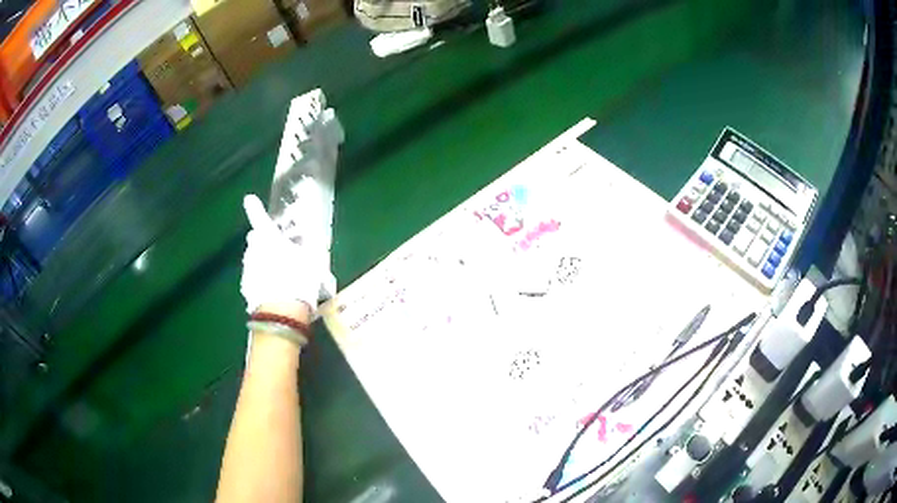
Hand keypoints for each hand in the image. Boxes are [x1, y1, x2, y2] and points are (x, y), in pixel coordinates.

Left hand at [241, 194, 327, 315]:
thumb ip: (311, 240)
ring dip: (262, 261)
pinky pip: (253, 278)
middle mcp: (253, 250)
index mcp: (268, 237)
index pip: (258, 216)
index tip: (249, 198)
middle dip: (263, 241)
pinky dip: (260, 279)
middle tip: (279, 250)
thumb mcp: (313, 257)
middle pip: (255, 239)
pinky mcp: (246, 288)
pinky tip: (273, 289)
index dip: (254, 207)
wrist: (282, 313)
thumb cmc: (300, 279)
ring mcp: (247, 270)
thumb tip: (314, 228)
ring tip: (280, 274)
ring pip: (253, 259)